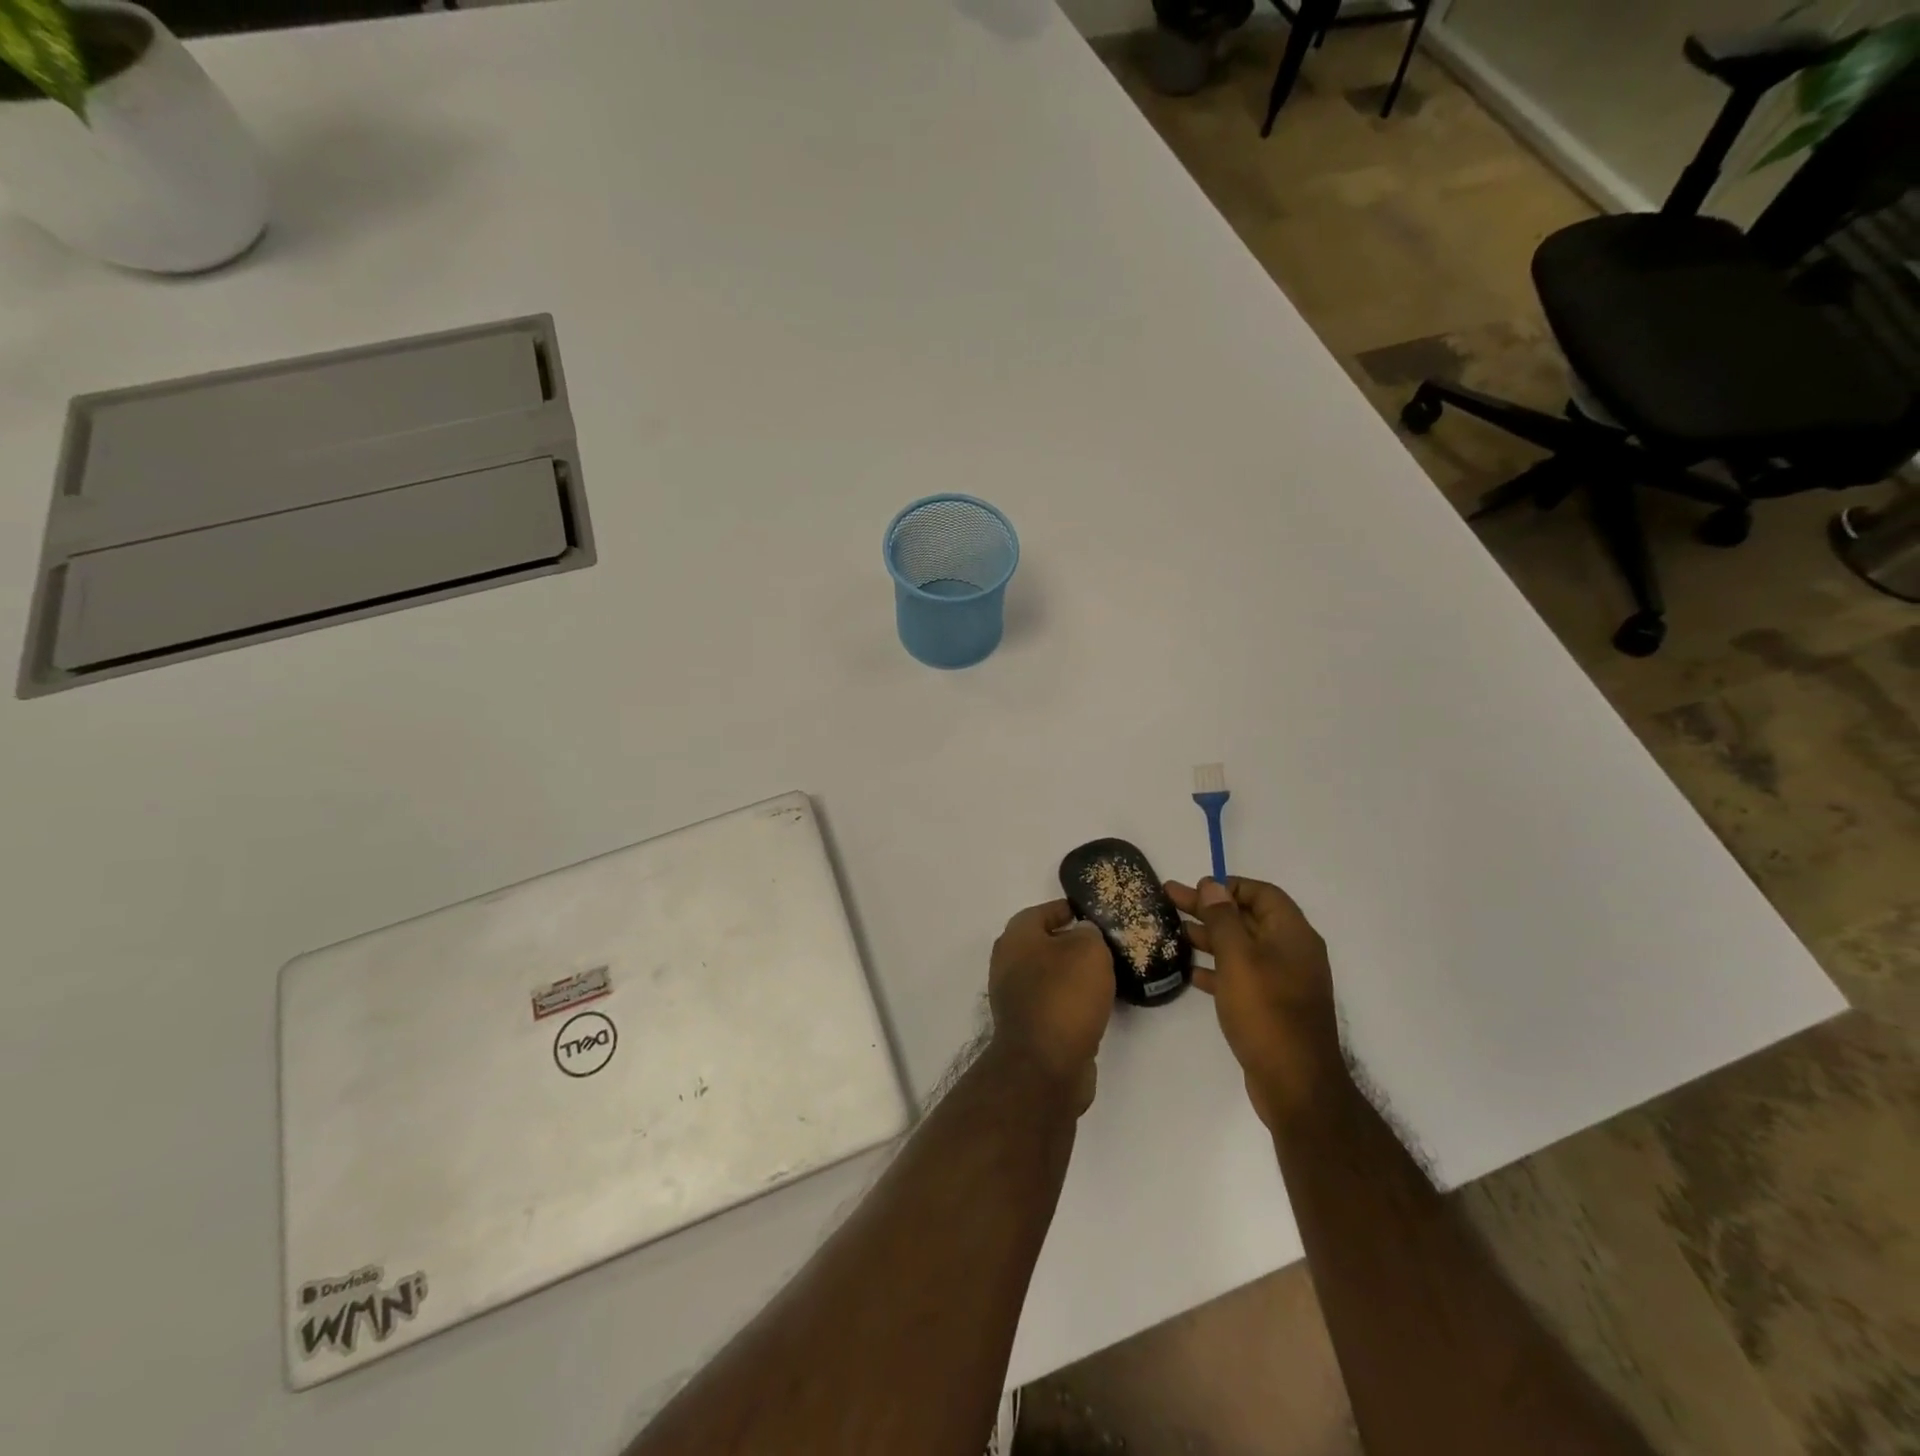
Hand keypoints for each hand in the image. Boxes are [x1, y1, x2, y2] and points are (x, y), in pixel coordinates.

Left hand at [987, 899, 1114, 1113]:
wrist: (1045, 1065)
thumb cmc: (1065, 995)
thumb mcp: (1088, 950)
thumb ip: (1089, 934)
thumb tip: (1084, 934)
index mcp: (1016, 937)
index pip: (1043, 912)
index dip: (1069, 910)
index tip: (1095, 914)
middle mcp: (1008, 963)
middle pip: (1044, 944)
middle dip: (1073, 943)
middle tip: (1106, 946)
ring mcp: (1015, 997)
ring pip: (1049, 975)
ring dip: (1073, 975)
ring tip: (1107, 975)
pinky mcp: (1027, 1026)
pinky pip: (1054, 1002)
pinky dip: (1072, 1001)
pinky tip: (1096, 1005)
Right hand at [1167, 877, 1341, 1128]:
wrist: (1296, 1084)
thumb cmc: (1266, 1012)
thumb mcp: (1238, 958)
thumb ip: (1223, 919)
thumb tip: (1213, 886)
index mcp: (1292, 934)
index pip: (1262, 893)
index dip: (1229, 886)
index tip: (1195, 888)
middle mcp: (1292, 952)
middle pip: (1247, 918)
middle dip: (1209, 908)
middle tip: (1169, 898)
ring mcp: (1283, 981)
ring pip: (1242, 947)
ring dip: (1209, 936)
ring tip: (1173, 931)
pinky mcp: (1273, 1006)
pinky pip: (1242, 975)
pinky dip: (1218, 968)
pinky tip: (1191, 972)